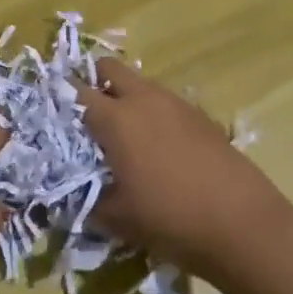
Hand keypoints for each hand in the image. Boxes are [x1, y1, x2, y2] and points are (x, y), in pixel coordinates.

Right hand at [76, 58, 292, 284]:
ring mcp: (176, 104)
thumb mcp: (117, 219)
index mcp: (116, 119)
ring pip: (140, 83)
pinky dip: (153, 112)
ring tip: (122, 133)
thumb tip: (68, 195)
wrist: (243, 225)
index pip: (75, 91)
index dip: (59, 96)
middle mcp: (144, 100)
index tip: (49, 108)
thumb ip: (86, 200)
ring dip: (125, 96)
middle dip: (93, 81)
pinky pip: (165, 102)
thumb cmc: (170, 219)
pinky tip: (158, 146)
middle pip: (109, 68)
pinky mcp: (201, 116)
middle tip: (86, 113)